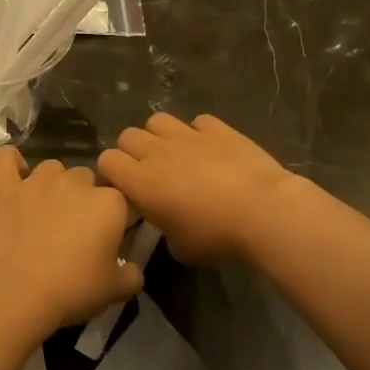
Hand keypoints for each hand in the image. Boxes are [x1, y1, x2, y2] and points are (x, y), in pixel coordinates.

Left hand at [0, 149, 141, 333]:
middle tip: (74, 230)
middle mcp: (76, 182)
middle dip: (83, 198)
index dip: (114, 219)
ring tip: (46, 210)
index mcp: (110, 202)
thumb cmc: (73, 289)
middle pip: (86, 179)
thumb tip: (132, 269)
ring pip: (52, 169)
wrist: (18, 293)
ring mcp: (38, 181)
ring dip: (53, 184)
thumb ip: (132, 274)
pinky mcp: (6, 188)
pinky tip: (15, 172)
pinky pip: (6, 159)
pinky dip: (11, 161)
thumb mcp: (116, 289)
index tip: (106, 240)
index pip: (120, 199)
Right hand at [97, 112, 301, 263]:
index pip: (106, 161)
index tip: (126, 190)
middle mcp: (157, 152)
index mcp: (140, 181)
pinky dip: (199, 133)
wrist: (264, 212)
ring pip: (158, 121)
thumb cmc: (216, 236)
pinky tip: (210, 150)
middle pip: (128, 135)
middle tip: (150, 173)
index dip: (112, 174)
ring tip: (175, 155)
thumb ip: (163, 229)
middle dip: (133, 151)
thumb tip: (168, 224)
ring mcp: (188, 136)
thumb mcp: (180, 248)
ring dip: (160, 136)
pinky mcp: (219, 129)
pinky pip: (197, 122)